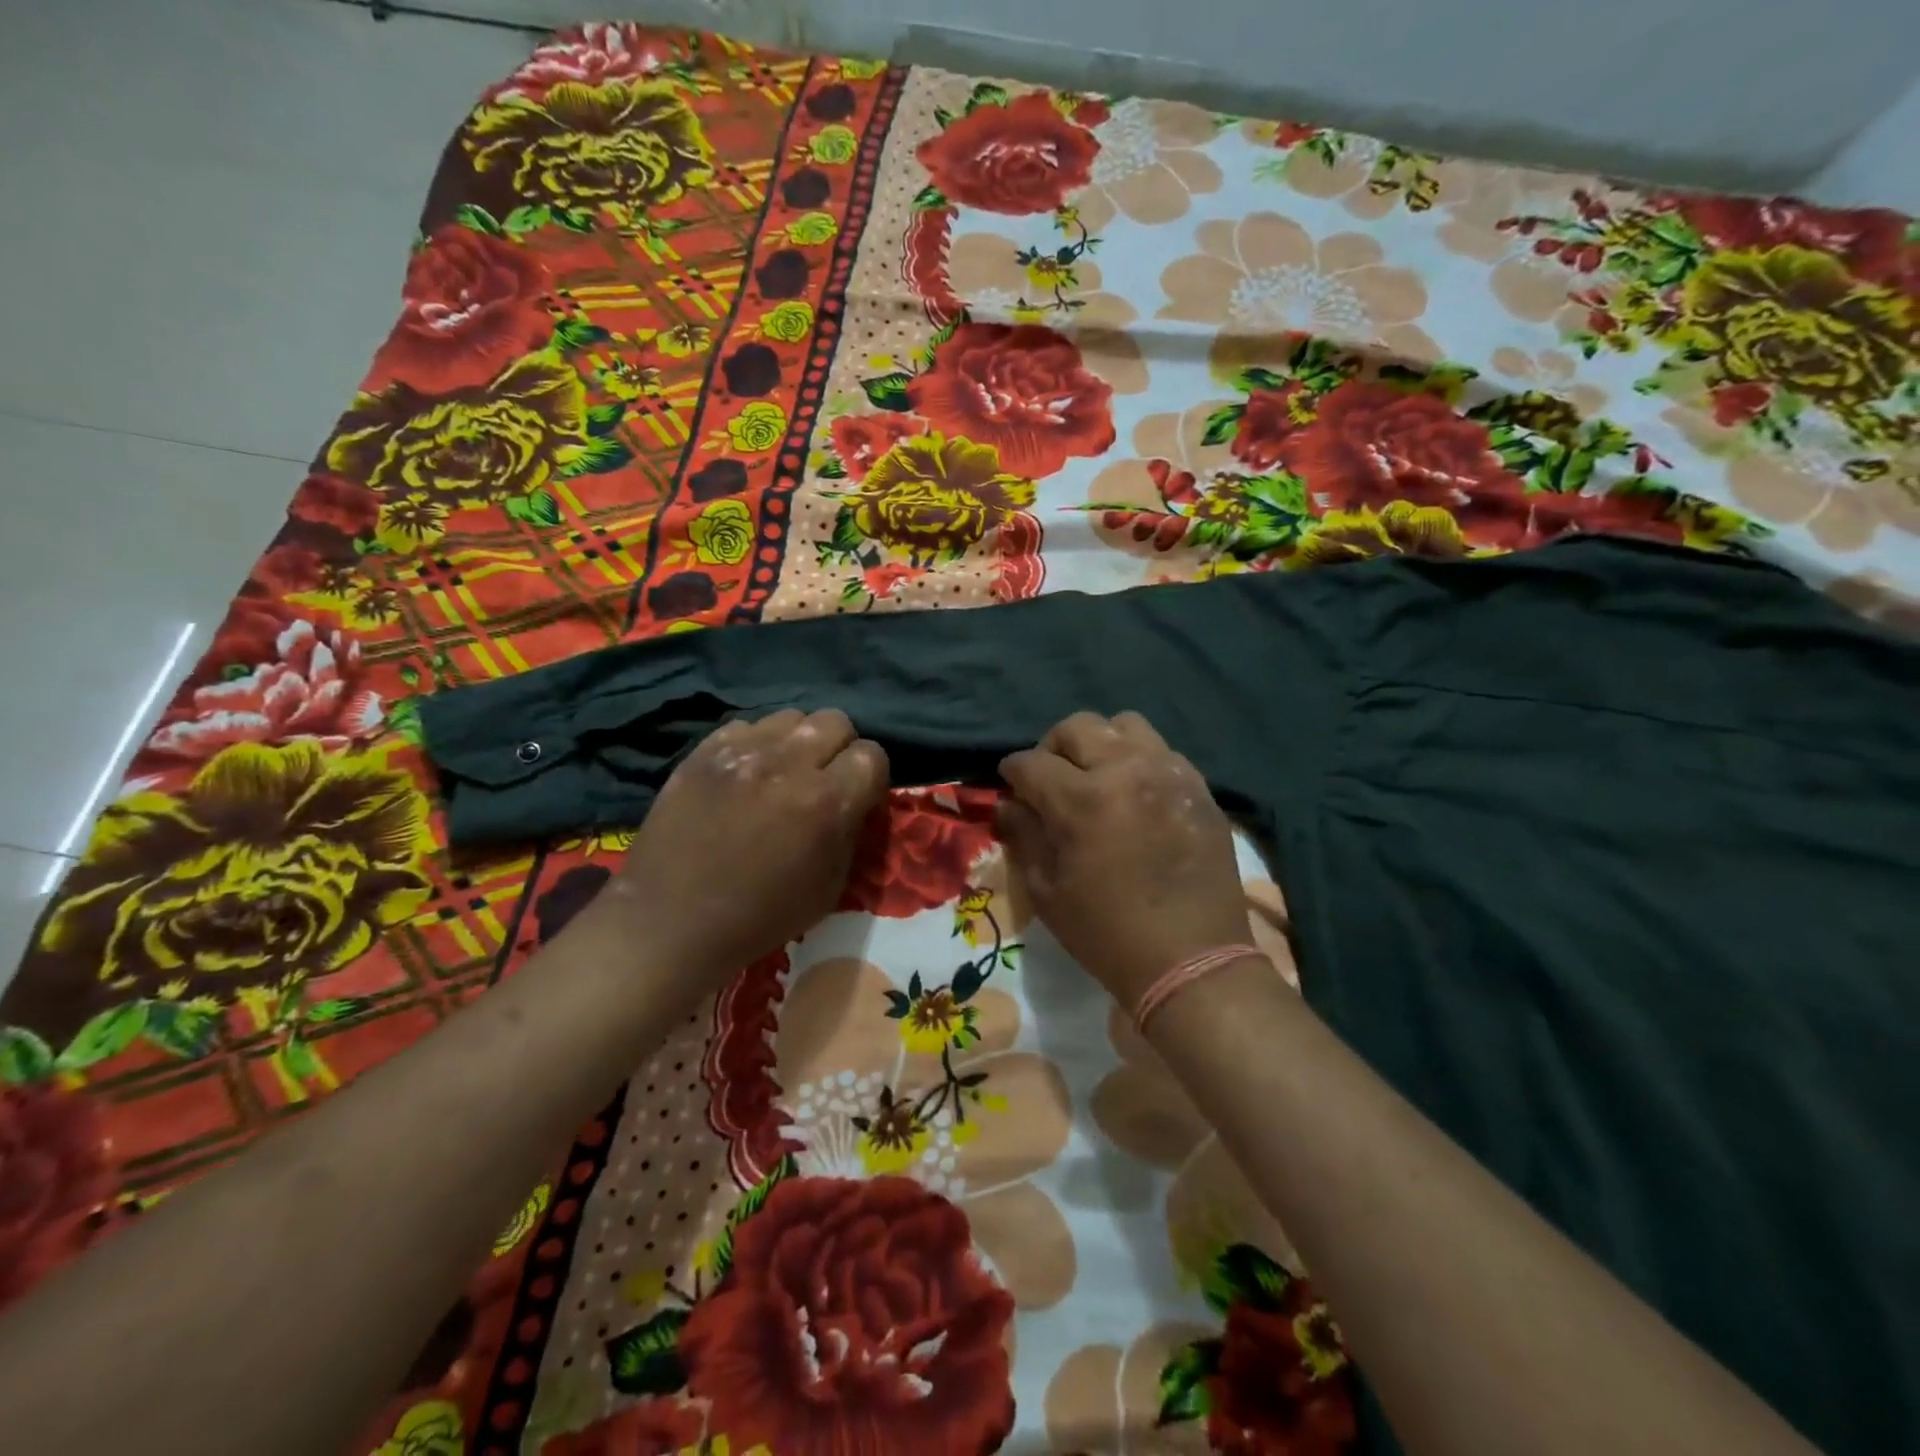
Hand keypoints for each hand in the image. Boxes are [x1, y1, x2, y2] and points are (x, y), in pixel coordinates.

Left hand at [594, 709, 888, 987]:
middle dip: (839, 748)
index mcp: (826, 802)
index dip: (870, 776)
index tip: (858, 795)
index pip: (872, 755)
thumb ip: (851, 832)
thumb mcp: (830, 888)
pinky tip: (745, 775)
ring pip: (791, 717)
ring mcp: (743, 752)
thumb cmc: (759, 917)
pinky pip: (747, 727)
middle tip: (823, 778)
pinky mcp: (704, 751)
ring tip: (783, 772)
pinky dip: (756, 745)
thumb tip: (857, 801)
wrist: (671, 922)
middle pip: (835, 721)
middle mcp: (789, 764)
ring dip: (797, 742)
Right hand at [998, 712, 1250, 1015]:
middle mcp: (1126, 770)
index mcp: (1082, 800)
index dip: (1012, 773)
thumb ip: (1024, 835)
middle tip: (1052, 780)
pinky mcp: (1199, 786)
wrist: (1192, 960)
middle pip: (1077, 727)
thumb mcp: (1047, 891)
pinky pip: (1162, 750)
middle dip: (1052, 748)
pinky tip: (1136, 794)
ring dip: (1101, 744)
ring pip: (1125, 724)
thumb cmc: (1107, 933)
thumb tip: (1008, 803)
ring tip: (1098, 777)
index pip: (1031, 762)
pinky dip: (1139, 760)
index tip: (1011, 787)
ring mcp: (1169, 773)